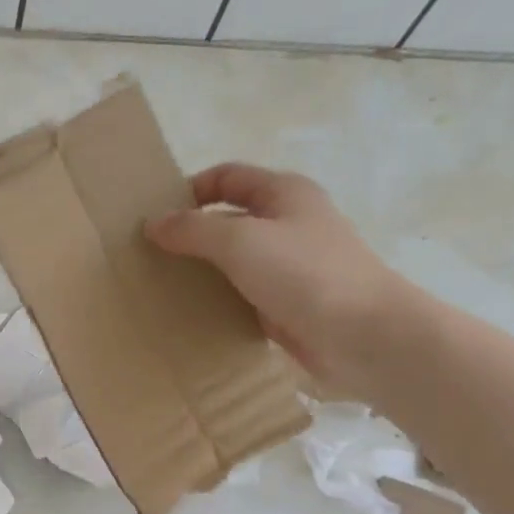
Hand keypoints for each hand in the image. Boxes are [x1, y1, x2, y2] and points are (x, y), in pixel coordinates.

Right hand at [147, 164, 410, 395]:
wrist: (365, 337)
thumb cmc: (305, 274)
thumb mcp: (240, 240)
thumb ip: (192, 229)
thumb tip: (153, 223)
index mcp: (283, 193)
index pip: (226, 177)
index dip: (190, 189)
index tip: (154, 216)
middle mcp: (287, 223)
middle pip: (228, 218)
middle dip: (190, 232)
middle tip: (148, 253)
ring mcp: (289, 266)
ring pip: (233, 260)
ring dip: (201, 269)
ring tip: (160, 284)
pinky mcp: (287, 304)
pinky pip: (242, 294)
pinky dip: (217, 299)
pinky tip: (190, 313)